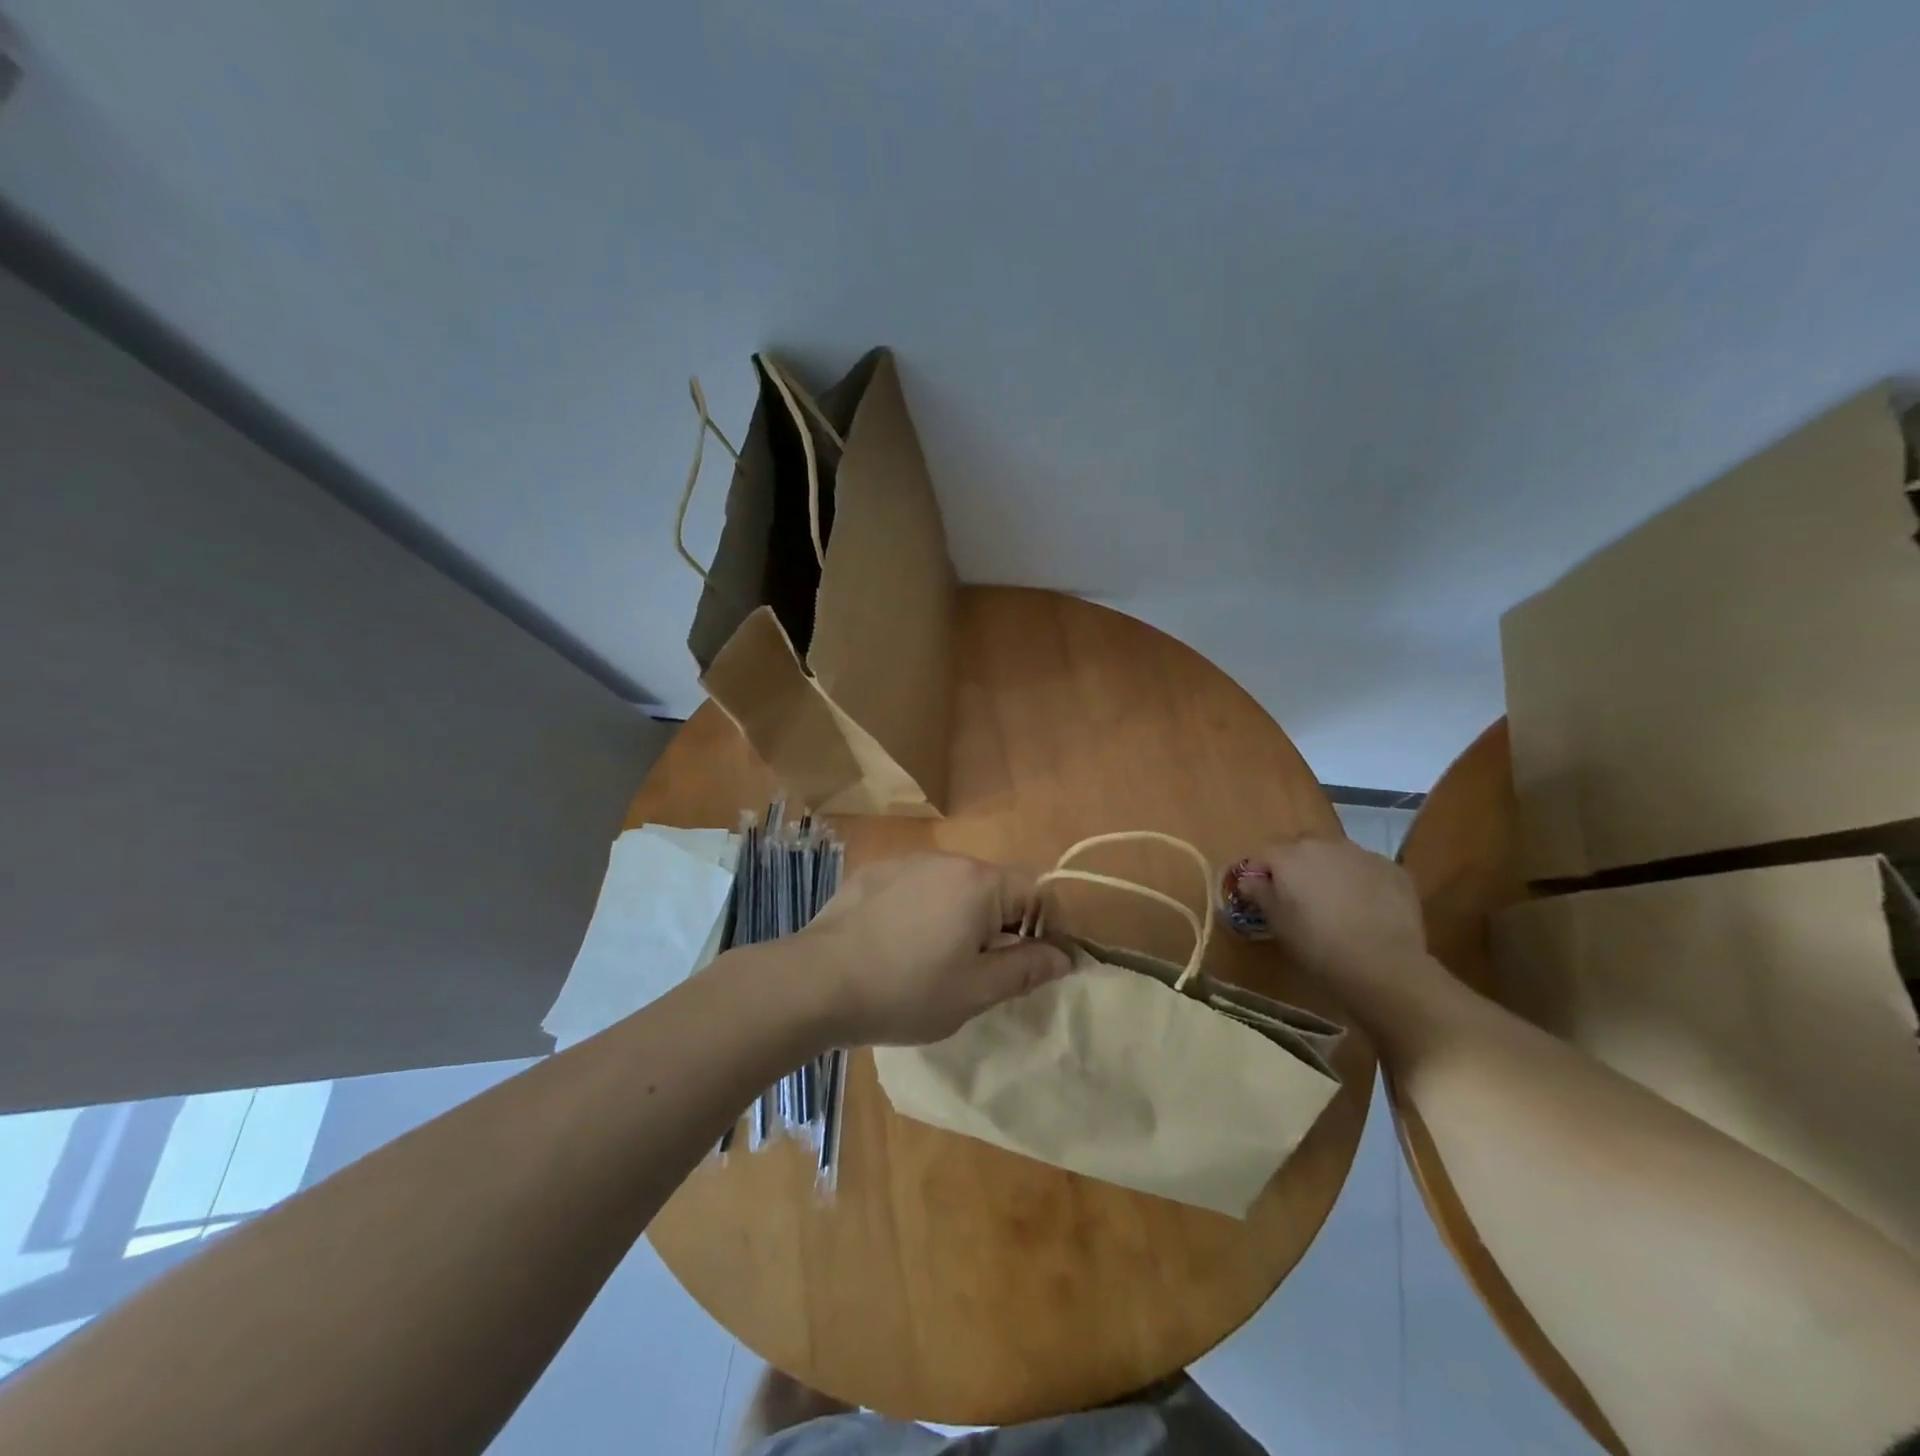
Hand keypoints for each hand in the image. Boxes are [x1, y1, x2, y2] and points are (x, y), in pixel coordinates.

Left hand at [798, 853, 1072, 1046]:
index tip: (1026, 966)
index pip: (1035, 893)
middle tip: (977, 971)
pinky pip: (916, 887)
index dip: (1041, 929)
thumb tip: (1065, 955)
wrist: (818, 982)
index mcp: (980, 883)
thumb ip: (1026, 969)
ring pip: (953, 886)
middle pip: (993, 887)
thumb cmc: (907, 991)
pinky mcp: (874, 873)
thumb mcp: (976, 991)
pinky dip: (920, 910)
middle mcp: (947, 860)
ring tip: (931, 960)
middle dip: (998, 925)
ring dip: (958, 916)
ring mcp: (906, 862)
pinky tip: (895, 944)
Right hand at [1237, 835, 1426, 985]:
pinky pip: (1366, 868)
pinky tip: (1366, 907)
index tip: (1261, 894)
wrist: (1383, 964)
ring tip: (1336, 901)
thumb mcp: (1277, 923)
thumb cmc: (1317, 944)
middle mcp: (1324, 844)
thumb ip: (1259, 893)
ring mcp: (1362, 853)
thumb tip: (1250, 880)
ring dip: (1329, 869)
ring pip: (1335, 853)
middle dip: (1295, 864)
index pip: (1262, 853)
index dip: (1259, 873)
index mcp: (1289, 855)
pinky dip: (1360, 880)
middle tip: (1299, 896)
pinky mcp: (1392, 869)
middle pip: (1300, 845)